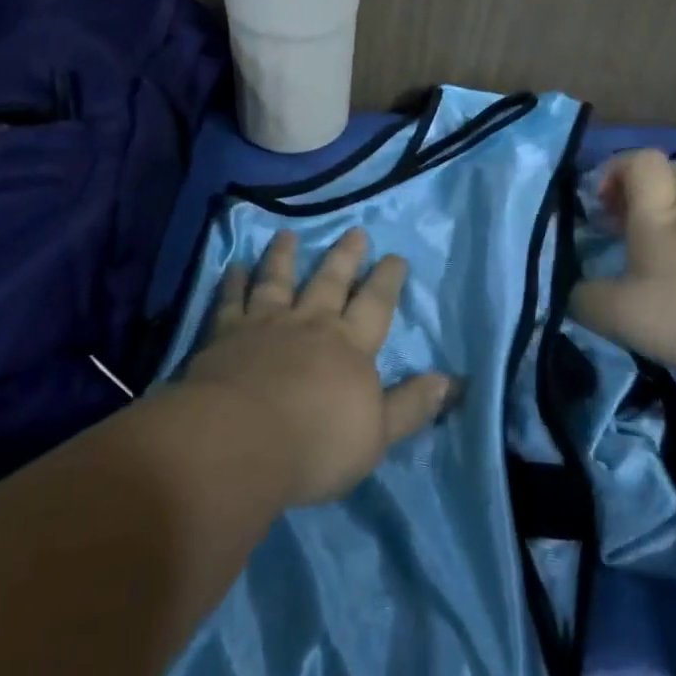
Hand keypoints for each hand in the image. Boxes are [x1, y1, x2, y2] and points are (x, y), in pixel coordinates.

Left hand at [179, 228, 453, 508]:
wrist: (241, 441)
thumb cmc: (316, 444)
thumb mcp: (378, 435)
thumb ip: (411, 405)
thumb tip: (449, 380)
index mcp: (350, 346)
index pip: (375, 304)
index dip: (387, 280)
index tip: (395, 256)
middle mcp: (310, 324)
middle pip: (330, 281)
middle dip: (345, 256)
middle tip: (354, 231)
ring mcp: (266, 324)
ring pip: (278, 280)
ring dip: (284, 256)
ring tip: (288, 234)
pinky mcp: (226, 334)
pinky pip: (231, 300)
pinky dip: (233, 282)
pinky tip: (234, 266)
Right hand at [572, 149, 675, 382]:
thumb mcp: (613, 312)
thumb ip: (581, 296)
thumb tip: (570, 290)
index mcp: (657, 212)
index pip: (641, 159)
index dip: (614, 169)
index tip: (597, 201)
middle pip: (664, 172)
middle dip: (632, 185)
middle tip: (611, 214)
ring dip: (650, 213)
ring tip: (626, 245)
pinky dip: (668, 238)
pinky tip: (654, 273)